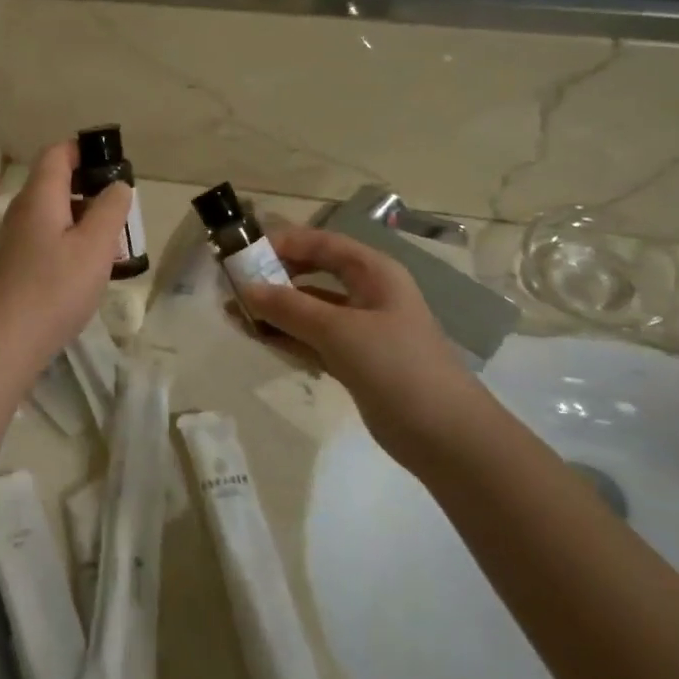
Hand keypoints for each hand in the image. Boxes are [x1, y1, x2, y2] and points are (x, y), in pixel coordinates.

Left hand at [0, 141, 130, 363]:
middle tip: (122, 208)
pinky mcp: (17, 262)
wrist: (8, 340)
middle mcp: (23, 209)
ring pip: (54, 211)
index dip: (85, 150)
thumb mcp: (95, 246)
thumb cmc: (56, 288)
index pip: (58, 153)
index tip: (115, 165)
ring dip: (84, 215)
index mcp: (40, 196)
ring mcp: (16, 237)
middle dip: (90, 186)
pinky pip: (48, 234)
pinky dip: (71, 237)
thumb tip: (117, 184)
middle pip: (56, 180)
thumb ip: (111, 209)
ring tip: (112, 238)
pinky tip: (89, 264)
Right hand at [237, 226, 491, 469]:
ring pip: (310, 309)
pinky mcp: (355, 361)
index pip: (322, 243)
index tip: (243, 253)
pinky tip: (258, 338)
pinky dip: (288, 337)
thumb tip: (245, 288)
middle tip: (234, 284)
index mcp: (374, 272)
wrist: (445, 435)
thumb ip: (290, 307)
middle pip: (314, 273)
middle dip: (275, 276)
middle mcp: (368, 294)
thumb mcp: (340, 331)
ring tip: (235, 313)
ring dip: (276, 309)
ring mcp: (361, 330)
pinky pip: (313, 339)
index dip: (284, 243)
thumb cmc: (397, 366)